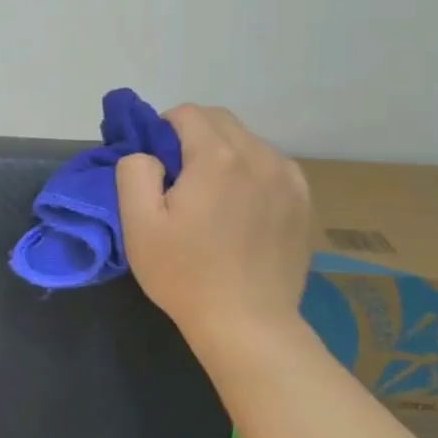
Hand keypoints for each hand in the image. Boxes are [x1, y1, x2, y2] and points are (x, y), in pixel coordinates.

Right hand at [116, 104, 310, 349]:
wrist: (247, 323)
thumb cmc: (184, 273)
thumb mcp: (138, 224)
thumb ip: (135, 171)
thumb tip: (148, 154)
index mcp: (217, 157)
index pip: (187, 113)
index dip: (162, 130)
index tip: (155, 165)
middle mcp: (259, 156)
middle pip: (220, 121)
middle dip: (193, 136)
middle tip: (177, 179)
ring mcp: (288, 178)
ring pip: (247, 141)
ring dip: (223, 153)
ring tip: (211, 196)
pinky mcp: (303, 200)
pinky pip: (271, 164)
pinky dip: (250, 171)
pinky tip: (240, 207)